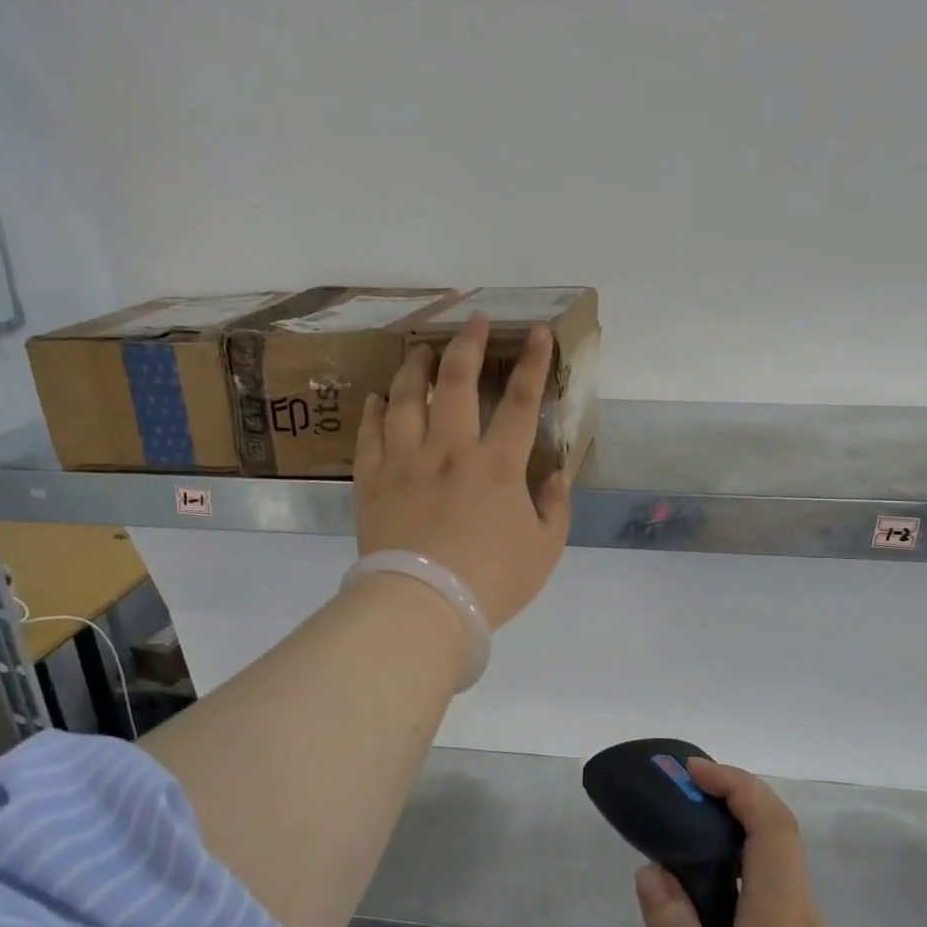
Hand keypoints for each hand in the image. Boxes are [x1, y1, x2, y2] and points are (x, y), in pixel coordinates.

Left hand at [354, 313, 571, 628]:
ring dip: (412, 369)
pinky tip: (375, 398)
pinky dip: (373, 412)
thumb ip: (555, 508)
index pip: (519, 401)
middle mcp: (450, 450)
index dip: (531, 363)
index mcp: (497, 465)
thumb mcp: (544, 550)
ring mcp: (405, 462)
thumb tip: (557, 475)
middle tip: (469, 321)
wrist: (424, 605)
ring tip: (417, 350)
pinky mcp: (372, 481)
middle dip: (466, 345)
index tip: (534, 332)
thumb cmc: (492, 580)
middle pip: (455, 383)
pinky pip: (369, 435)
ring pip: (405, 399)